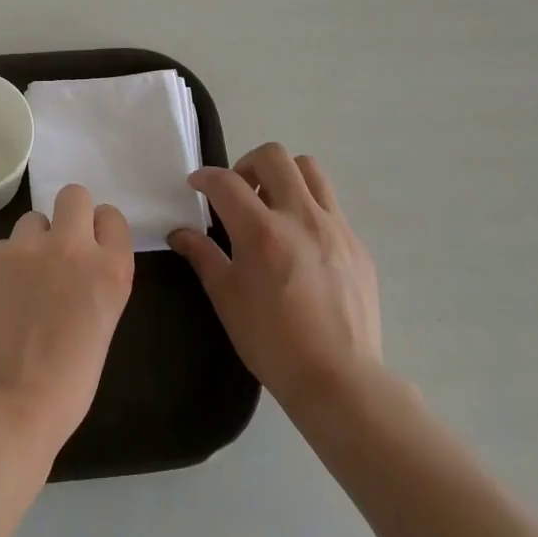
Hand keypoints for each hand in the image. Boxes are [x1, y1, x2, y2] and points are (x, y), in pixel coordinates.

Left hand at [0, 183, 135, 458]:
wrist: (8, 406)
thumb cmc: (67, 383)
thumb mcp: (101, 324)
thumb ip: (93, 282)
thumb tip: (74, 267)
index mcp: (110, 268)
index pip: (111, 217)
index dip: (99, 230)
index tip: (90, 248)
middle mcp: (71, 247)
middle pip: (73, 195)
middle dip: (68, 215)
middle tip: (57, 250)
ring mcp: (25, 248)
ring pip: (32, 220)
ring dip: (31, 243)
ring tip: (21, 282)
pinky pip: (0, 248)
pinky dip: (0, 268)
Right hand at [170, 144, 381, 417]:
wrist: (340, 380)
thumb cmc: (272, 343)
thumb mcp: (227, 299)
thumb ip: (203, 256)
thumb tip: (180, 232)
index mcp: (262, 232)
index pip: (226, 182)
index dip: (205, 177)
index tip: (197, 185)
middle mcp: (301, 217)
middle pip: (274, 157)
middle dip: (247, 165)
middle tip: (237, 192)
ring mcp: (335, 227)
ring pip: (310, 170)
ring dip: (284, 176)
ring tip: (272, 206)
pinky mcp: (357, 244)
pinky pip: (331, 206)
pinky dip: (309, 208)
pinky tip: (301, 243)